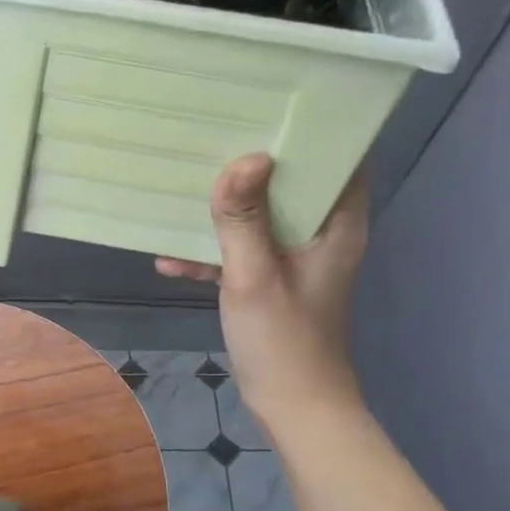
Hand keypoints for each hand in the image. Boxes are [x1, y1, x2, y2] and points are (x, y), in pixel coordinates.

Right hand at [156, 153, 368, 431]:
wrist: (292, 409)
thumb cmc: (283, 342)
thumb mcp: (254, 276)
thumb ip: (244, 219)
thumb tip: (244, 158)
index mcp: (337, 224)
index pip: (340, 157)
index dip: (312, 128)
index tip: (271, 102)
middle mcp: (322, 233)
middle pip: (292, 182)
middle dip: (253, 162)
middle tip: (213, 134)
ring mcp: (296, 259)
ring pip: (262, 216)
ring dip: (226, 209)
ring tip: (183, 188)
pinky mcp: (273, 281)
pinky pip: (243, 252)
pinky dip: (213, 253)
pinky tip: (169, 258)